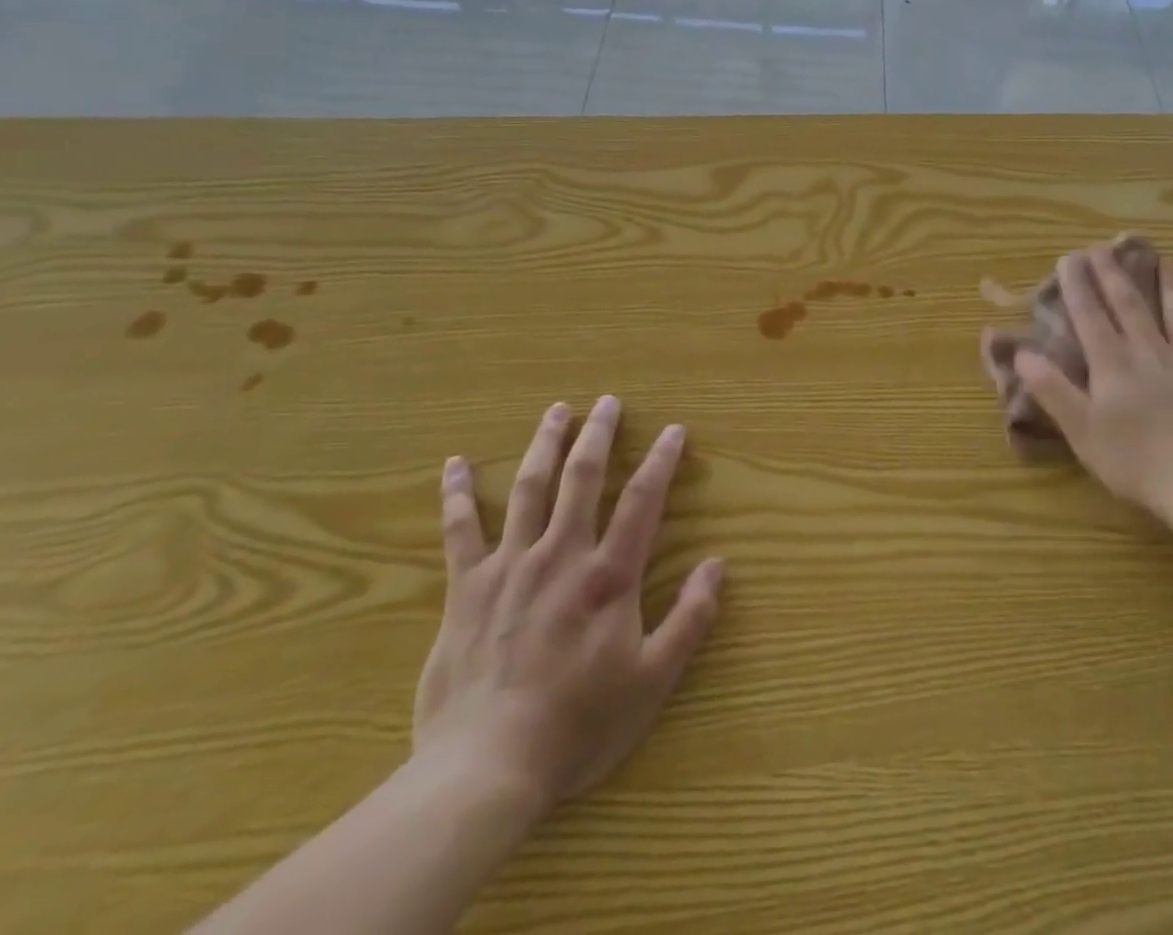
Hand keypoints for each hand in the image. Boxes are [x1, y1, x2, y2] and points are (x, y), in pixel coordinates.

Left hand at [410, 395, 723, 834]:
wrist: (485, 769)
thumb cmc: (577, 725)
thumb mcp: (652, 681)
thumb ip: (690, 619)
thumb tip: (717, 565)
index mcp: (608, 576)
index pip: (642, 501)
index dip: (661, 461)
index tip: (674, 430)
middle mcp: (561, 555)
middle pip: (582, 478)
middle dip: (599, 435)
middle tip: (607, 401)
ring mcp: (510, 567)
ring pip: (529, 489)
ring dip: (544, 444)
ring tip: (556, 411)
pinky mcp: (466, 588)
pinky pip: (460, 530)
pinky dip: (457, 494)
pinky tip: (455, 463)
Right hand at [1015, 246, 1172, 522]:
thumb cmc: (1135, 462)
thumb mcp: (1080, 430)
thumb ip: (1052, 389)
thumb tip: (1022, 352)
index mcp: (1113, 364)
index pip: (1091, 315)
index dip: (1078, 285)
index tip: (1069, 257)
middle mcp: (1151, 353)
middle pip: (1130, 305)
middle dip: (1113, 274)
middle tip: (1103, 247)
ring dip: (1167, 284)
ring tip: (1162, 259)